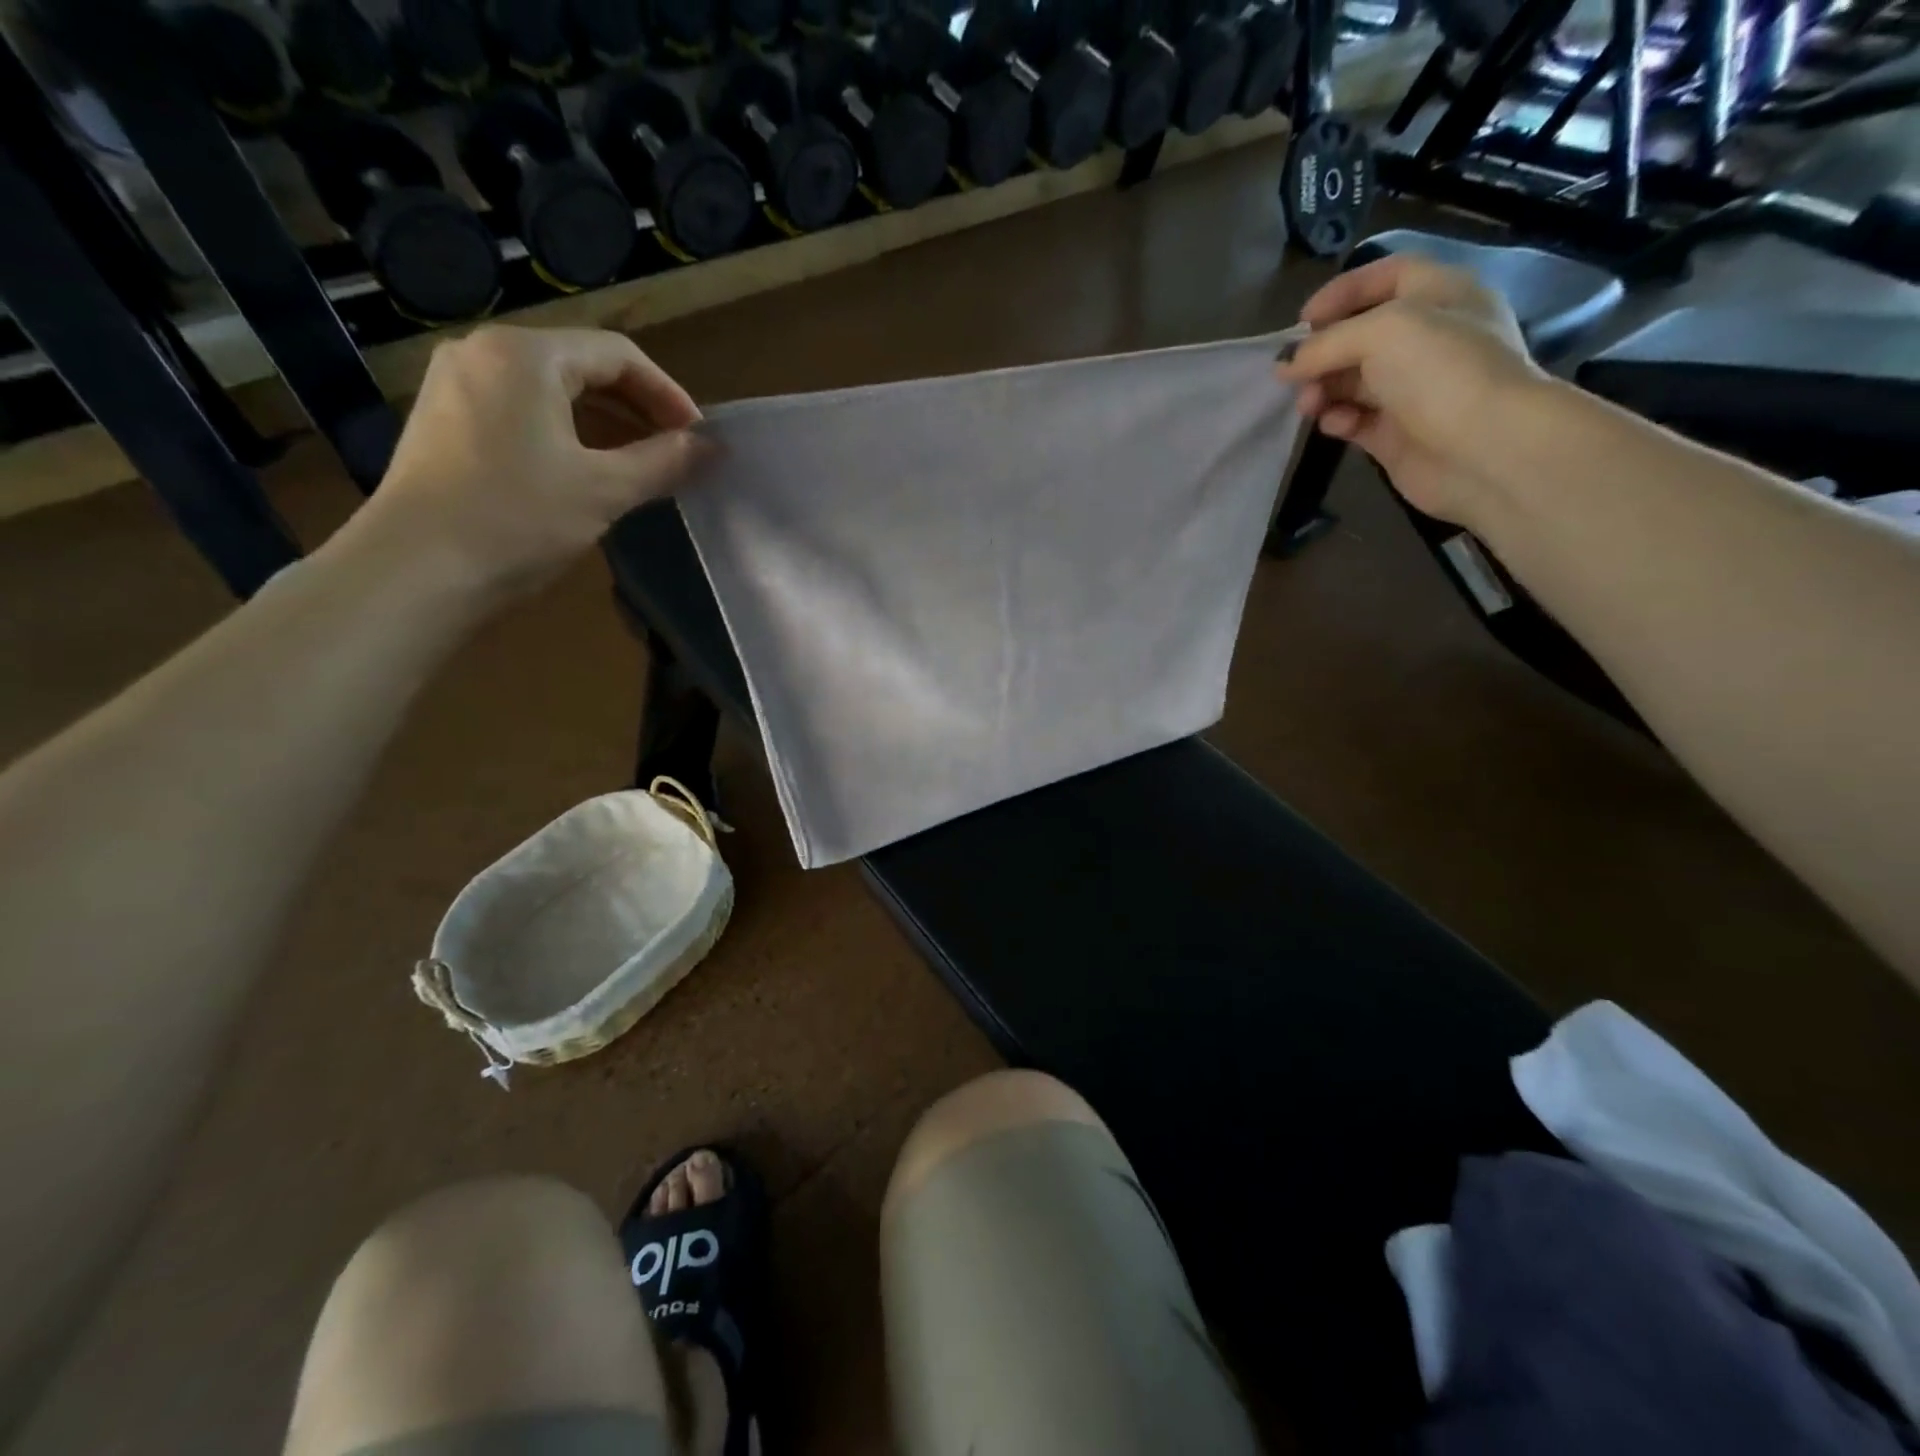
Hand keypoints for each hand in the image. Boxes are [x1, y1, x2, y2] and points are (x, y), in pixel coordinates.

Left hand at [345, 326, 708, 594]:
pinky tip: (588, 471)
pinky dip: (567, 434)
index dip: (668, 394)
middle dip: (637, 408)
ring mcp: (457, 386)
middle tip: (676, 452)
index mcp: (525, 354)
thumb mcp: (604, 490)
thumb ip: (664, 461)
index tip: (699, 438)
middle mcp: (484, 353)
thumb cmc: (517, 520)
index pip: (617, 354)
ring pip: (552, 391)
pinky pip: (522, 412)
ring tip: (642, 465)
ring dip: (605, 423)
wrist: (415, 571)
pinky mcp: (446, 422)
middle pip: (582, 366)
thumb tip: (711, 447)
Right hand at [1277, 256, 1545, 524]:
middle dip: (1323, 352)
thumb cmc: (1442, 371)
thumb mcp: (1382, 332)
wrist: (1485, 449)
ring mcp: (1412, 390)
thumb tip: (1286, 365)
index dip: (1342, 292)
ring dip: (1323, 389)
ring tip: (1308, 405)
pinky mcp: (1397, 434)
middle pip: (1360, 336)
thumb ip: (1327, 343)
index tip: (1302, 322)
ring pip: (1352, 381)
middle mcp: (1428, 339)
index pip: (1386, 277)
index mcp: (1439, 296)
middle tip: (1294, 374)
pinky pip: (1355, 420)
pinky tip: (1334, 425)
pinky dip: (1338, 419)